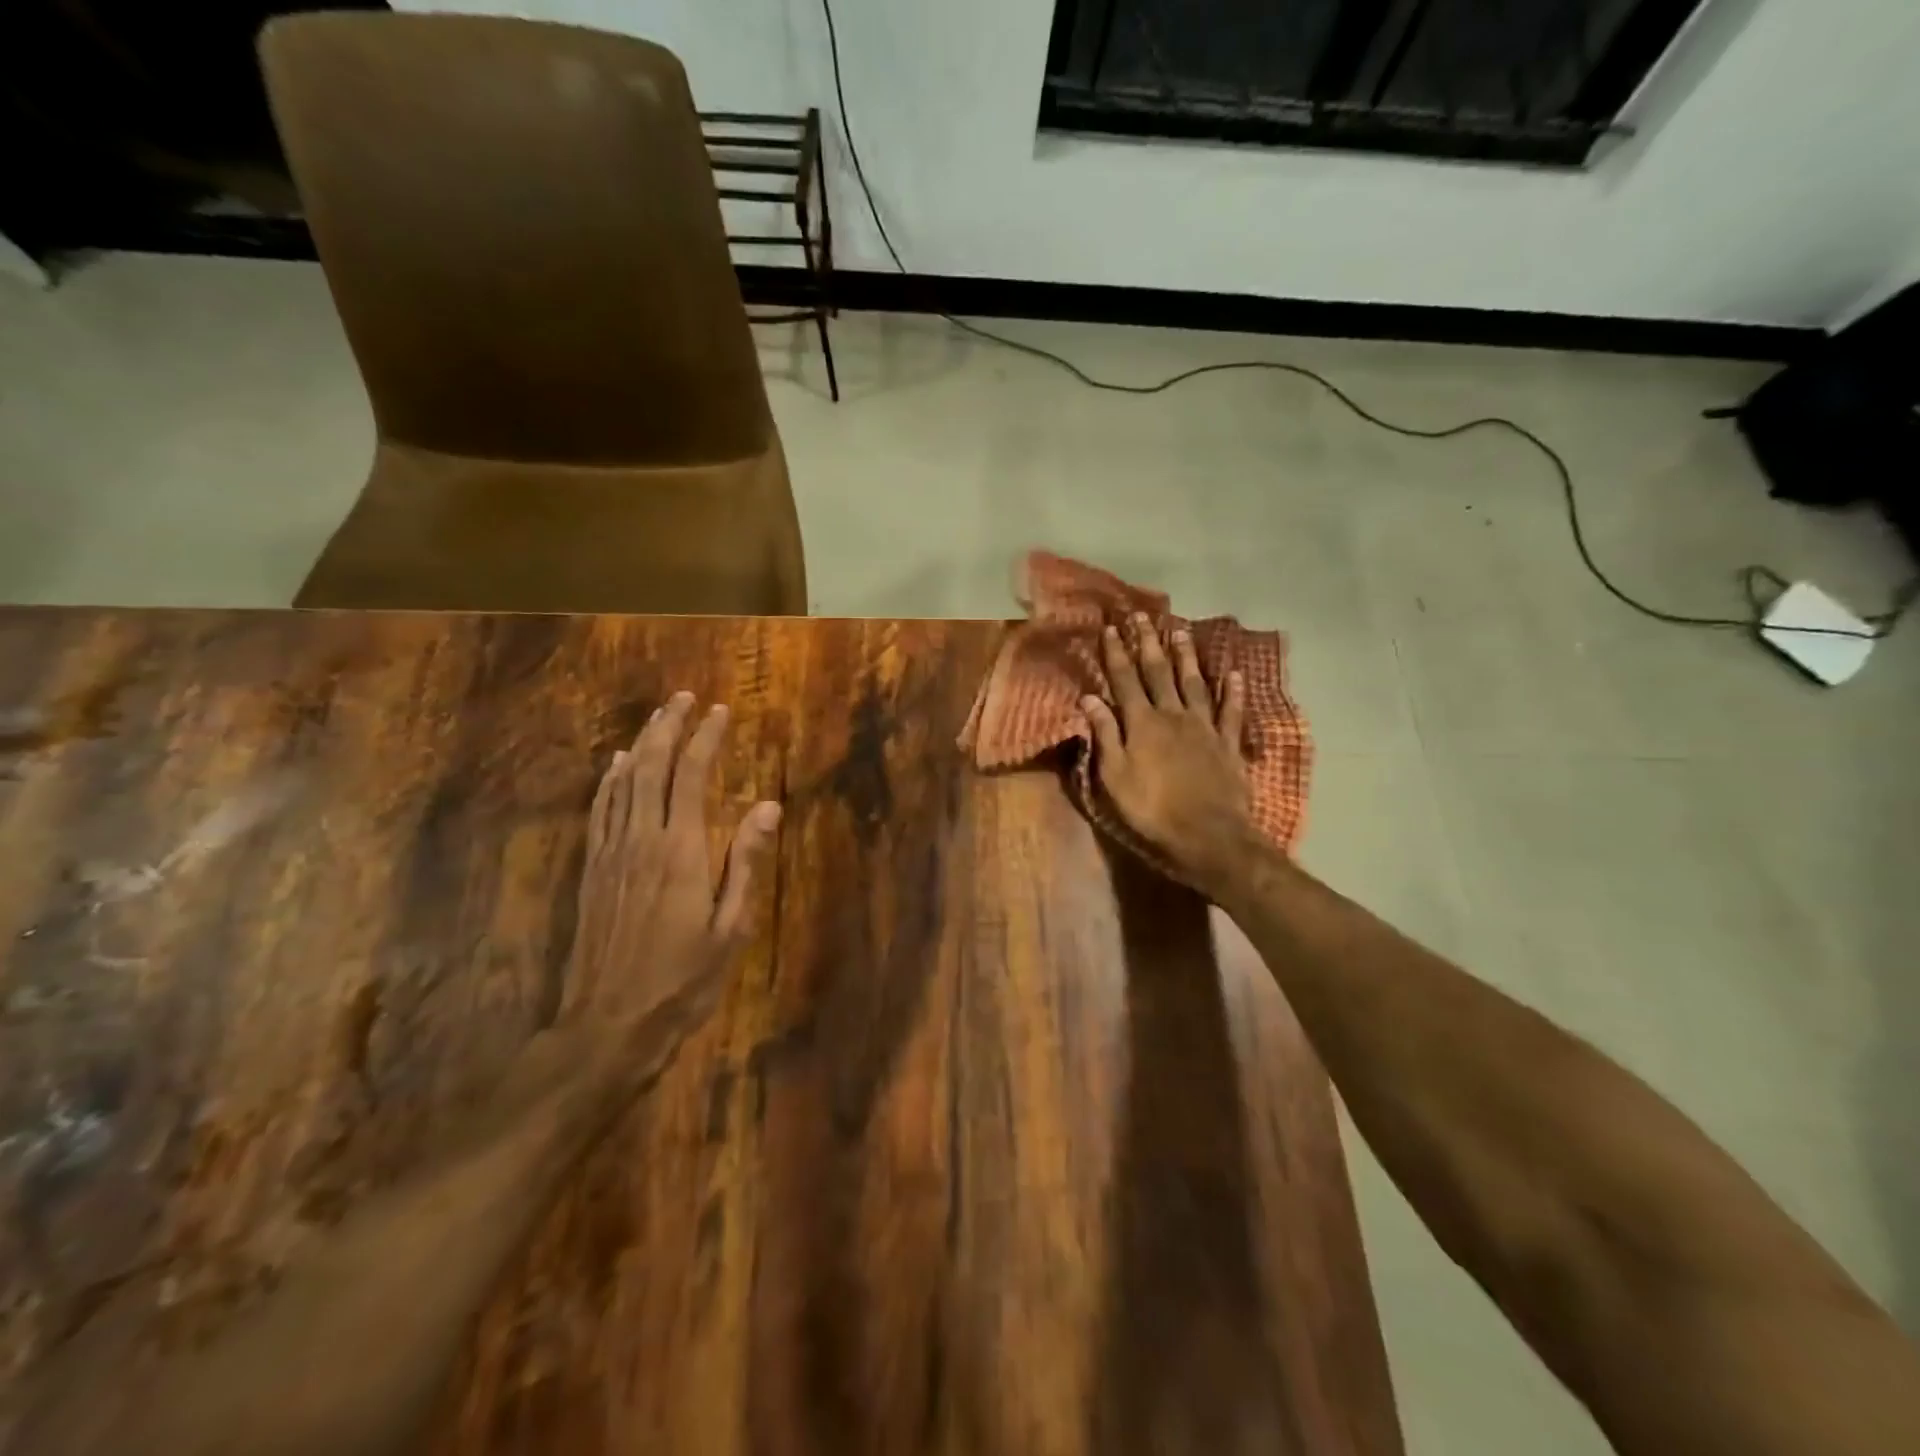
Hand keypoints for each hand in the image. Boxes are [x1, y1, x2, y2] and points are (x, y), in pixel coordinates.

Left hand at [565, 691, 780, 1045]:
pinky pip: (600, 811)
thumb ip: (746, 863)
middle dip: (668, 727)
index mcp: (681, 851)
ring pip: (622, 783)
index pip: (692, 777)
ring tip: (656, 717)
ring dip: (639, 744)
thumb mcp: (731, 928)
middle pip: (651, 768)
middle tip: (684, 698)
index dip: (706, 739)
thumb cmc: (682, 980)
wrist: (609, 1026)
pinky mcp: (592, 871)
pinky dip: (609, 780)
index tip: (721, 711)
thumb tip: (768, 806)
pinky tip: (614, 766)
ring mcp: (611, 854)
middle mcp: (641, 841)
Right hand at [1083, 614, 1253, 899]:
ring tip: (1180, 631)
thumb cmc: (1152, 810)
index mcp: (1142, 724)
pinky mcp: (1228, 744)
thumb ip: (1106, 735)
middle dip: (1148, 644)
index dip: (1117, 654)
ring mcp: (1205, 727)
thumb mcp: (1115, 777)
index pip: (1125, 680)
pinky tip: (1234, 673)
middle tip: (1142, 617)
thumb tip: (1090, 698)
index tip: (1111, 628)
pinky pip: (1232, 711)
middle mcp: (1173, 716)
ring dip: (1186, 657)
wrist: (1208, 835)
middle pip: (1159, 673)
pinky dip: (1233, 691)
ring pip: (1194, 683)